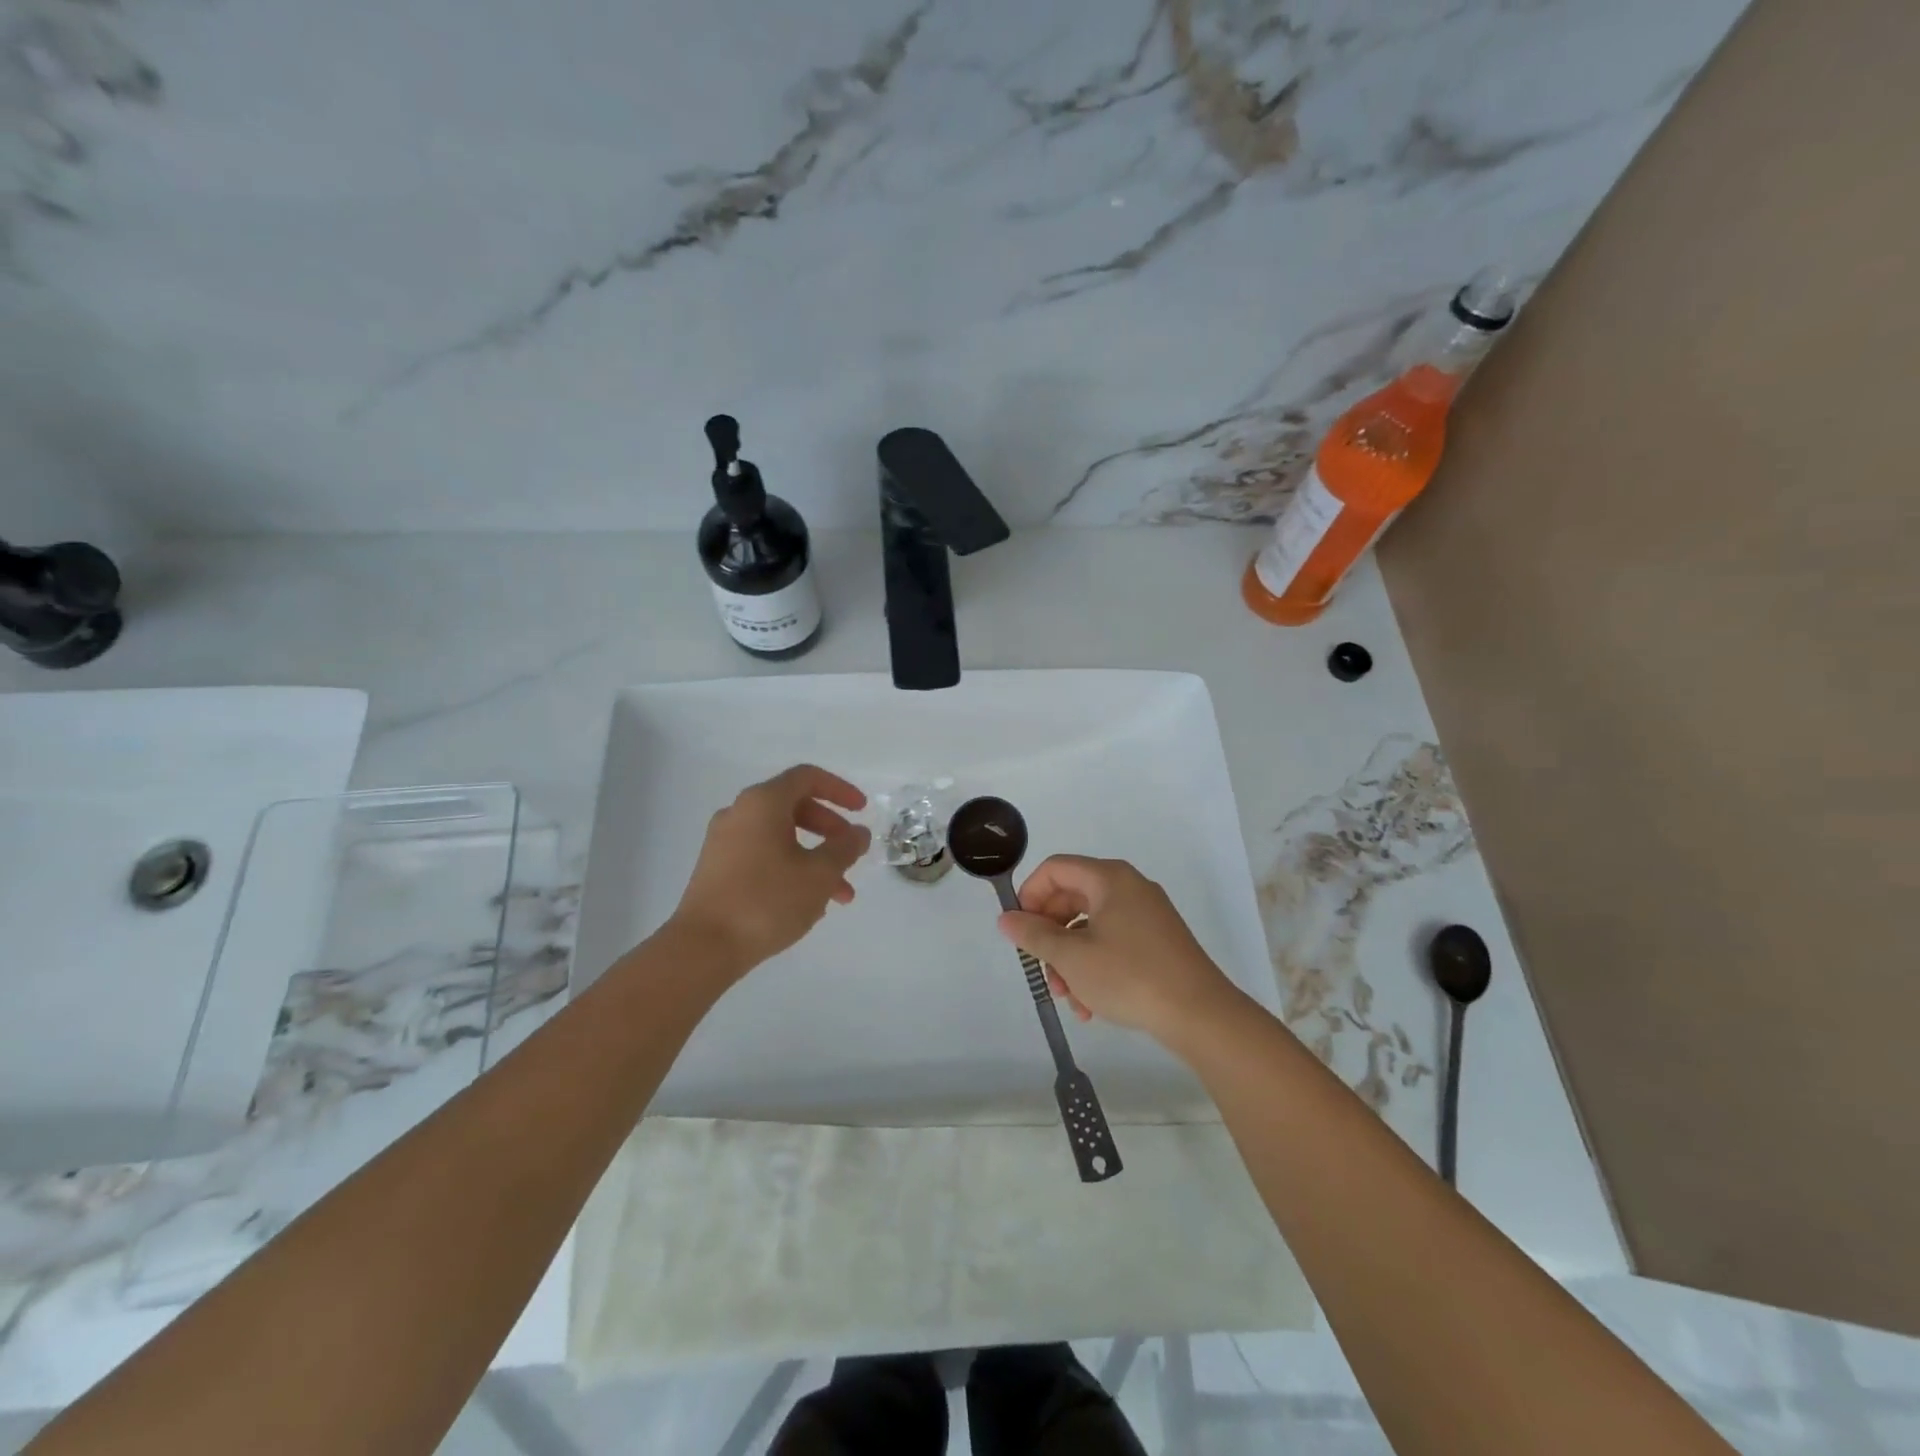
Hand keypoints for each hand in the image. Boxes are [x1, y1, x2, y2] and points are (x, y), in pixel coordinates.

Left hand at [670, 765, 870, 973]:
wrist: (703, 947)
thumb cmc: (767, 900)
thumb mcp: (819, 874)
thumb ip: (845, 848)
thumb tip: (858, 833)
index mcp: (763, 802)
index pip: (807, 777)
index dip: (839, 790)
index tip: (862, 811)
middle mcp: (740, 813)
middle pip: (794, 807)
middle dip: (830, 830)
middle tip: (851, 853)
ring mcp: (724, 842)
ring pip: (780, 837)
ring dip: (814, 858)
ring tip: (839, 895)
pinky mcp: (717, 870)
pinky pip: (763, 856)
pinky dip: (790, 868)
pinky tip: (807, 904)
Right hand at [997, 855, 1236, 1039]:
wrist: (1200, 1015)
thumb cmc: (1130, 976)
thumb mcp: (1072, 957)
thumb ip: (1034, 935)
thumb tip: (1006, 918)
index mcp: (1109, 879)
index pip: (1055, 869)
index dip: (1030, 895)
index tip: (1019, 930)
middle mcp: (1129, 888)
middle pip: (1071, 898)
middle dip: (1050, 936)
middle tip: (1040, 969)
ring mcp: (1146, 915)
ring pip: (1090, 927)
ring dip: (1070, 960)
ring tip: (1068, 998)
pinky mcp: (1157, 942)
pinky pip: (1112, 943)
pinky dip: (1094, 967)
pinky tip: (1090, 1006)